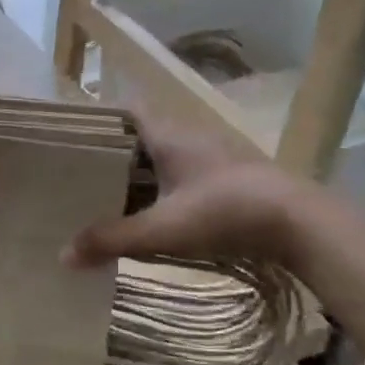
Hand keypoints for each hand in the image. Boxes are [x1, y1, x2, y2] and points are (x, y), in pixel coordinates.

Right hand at [63, 107, 319, 267]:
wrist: (301, 223)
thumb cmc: (225, 212)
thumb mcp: (163, 230)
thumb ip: (112, 240)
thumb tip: (63, 255)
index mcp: (169, 135)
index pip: (127, 109)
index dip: (99, 118)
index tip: (73, 137)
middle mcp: (190, 136)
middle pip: (142, 135)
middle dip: (113, 152)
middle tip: (81, 174)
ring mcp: (215, 156)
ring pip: (165, 156)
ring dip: (141, 173)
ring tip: (109, 196)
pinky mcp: (231, 177)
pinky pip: (185, 174)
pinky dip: (165, 188)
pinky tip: (156, 213)